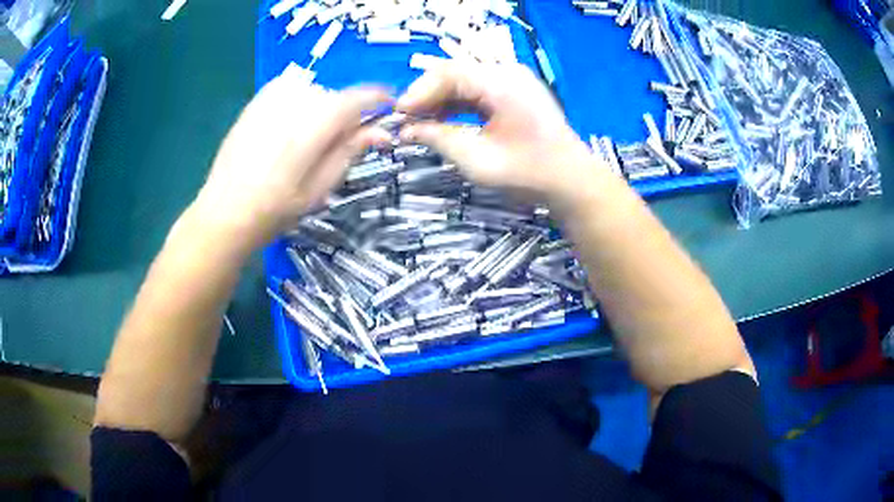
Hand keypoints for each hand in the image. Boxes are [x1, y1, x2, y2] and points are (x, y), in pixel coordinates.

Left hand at [194, 66, 391, 247]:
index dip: (380, 101)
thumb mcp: (321, 186)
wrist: (225, 211)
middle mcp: (298, 98)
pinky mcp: (257, 99)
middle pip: (337, 97)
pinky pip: (292, 93)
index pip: (362, 96)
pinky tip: (285, 132)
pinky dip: (298, 107)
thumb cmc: (275, 208)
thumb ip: (351, 151)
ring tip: (304, 145)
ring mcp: (274, 96)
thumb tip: (382, 131)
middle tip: (334, 148)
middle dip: (344, 117)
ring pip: (315, 94)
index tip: (387, 111)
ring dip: (320, 112)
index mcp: (317, 121)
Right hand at [396, 62, 598, 204]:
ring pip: (465, 83)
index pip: (448, 73)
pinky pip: (478, 92)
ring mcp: (514, 82)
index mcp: (501, 82)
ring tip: (421, 125)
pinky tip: (443, 122)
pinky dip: (458, 106)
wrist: (572, 183)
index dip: (419, 92)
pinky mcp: (516, 94)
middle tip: (406, 122)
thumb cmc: (529, 174)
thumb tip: (407, 129)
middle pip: (455, 74)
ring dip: (440, 102)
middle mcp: (507, 73)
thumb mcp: (477, 160)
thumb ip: (438, 139)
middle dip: (427, 97)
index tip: (399, 116)